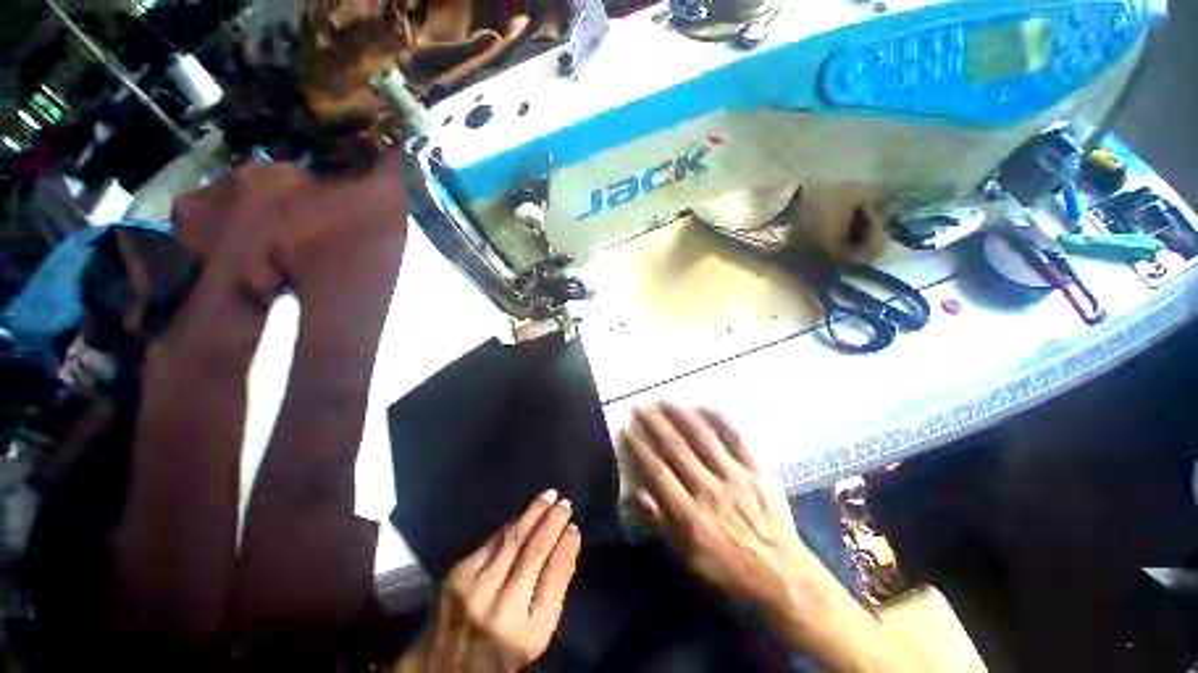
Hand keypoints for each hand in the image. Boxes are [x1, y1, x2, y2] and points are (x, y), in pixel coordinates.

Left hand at [401, 490, 580, 672]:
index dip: (566, 545)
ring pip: (512, 538)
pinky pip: (493, 540)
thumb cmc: (499, 655)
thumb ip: (553, 591)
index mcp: (528, 633)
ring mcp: (475, 589)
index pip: (555, 574)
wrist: (440, 669)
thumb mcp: (535, 636)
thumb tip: (567, 542)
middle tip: (565, 503)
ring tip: (548, 497)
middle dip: (552, 521)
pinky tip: (524, 515)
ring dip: (533, 512)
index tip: (574, 527)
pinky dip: (512, 525)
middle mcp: (501, 609)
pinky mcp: (457, 574)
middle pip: (534, 549)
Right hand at [622, 403, 813, 619]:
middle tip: (640, 407)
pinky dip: (720, 420)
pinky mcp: (757, 471)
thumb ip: (661, 523)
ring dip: (681, 416)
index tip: (627, 431)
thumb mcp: (687, 557)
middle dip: (654, 424)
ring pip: (703, 438)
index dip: (639, 449)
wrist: (781, 574)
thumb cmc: (727, 568)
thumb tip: (636, 493)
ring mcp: (735, 477)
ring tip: (665, 400)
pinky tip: (705, 406)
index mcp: (690, 515)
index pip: (657, 472)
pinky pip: (737, 439)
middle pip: (676, 449)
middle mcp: (709, 490)